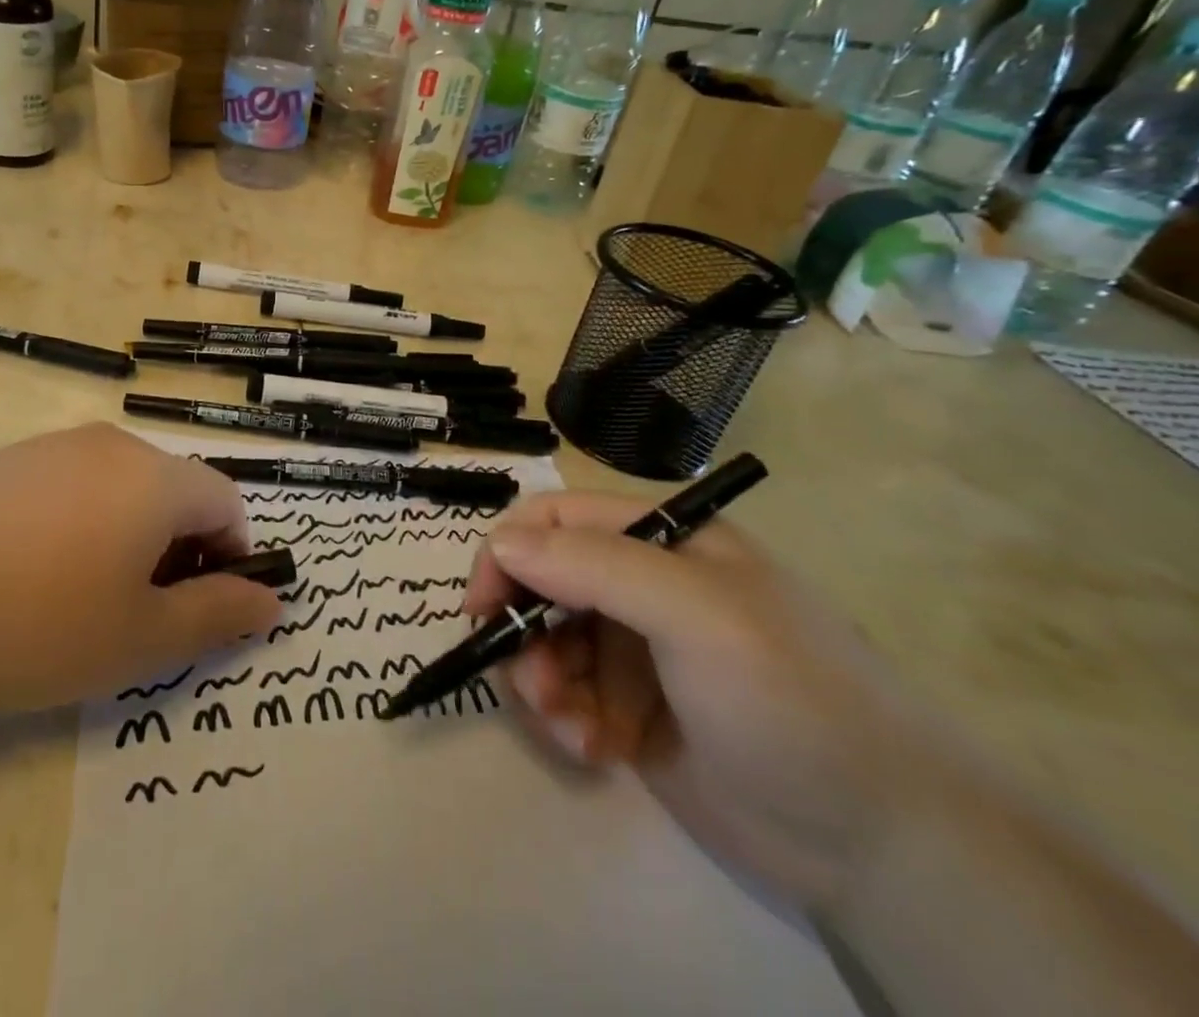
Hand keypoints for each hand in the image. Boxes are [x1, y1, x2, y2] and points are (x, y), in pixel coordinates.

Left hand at [0, 424, 281, 719]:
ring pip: (122, 488)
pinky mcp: (5, 461)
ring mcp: (51, 446)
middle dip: (178, 550)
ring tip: (83, 599)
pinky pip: (71, 486)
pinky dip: (80, 524)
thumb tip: (271, 601)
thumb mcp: (139, 639)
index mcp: (154, 476)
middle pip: (174, 491)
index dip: (231, 557)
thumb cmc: (33, 625)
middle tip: (139, 614)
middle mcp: (110, 444)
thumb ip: (217, 615)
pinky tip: (31, 575)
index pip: (227, 502)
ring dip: (129, 537)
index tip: (199, 610)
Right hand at [466, 492, 937, 917]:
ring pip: (542, 642)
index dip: (508, 554)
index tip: (482, 608)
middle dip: (523, 632)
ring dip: (540, 684)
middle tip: (532, 686)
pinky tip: (594, 752)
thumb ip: (592, 566)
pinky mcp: (628, 708)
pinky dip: (563, 721)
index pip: (553, 520)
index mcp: (659, 540)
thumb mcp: (694, 614)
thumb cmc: (789, 698)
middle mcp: (640, 584)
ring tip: (570, 730)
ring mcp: (633, 648)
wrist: (884, 846)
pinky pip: (564, 696)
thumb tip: (499, 544)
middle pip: (539, 583)